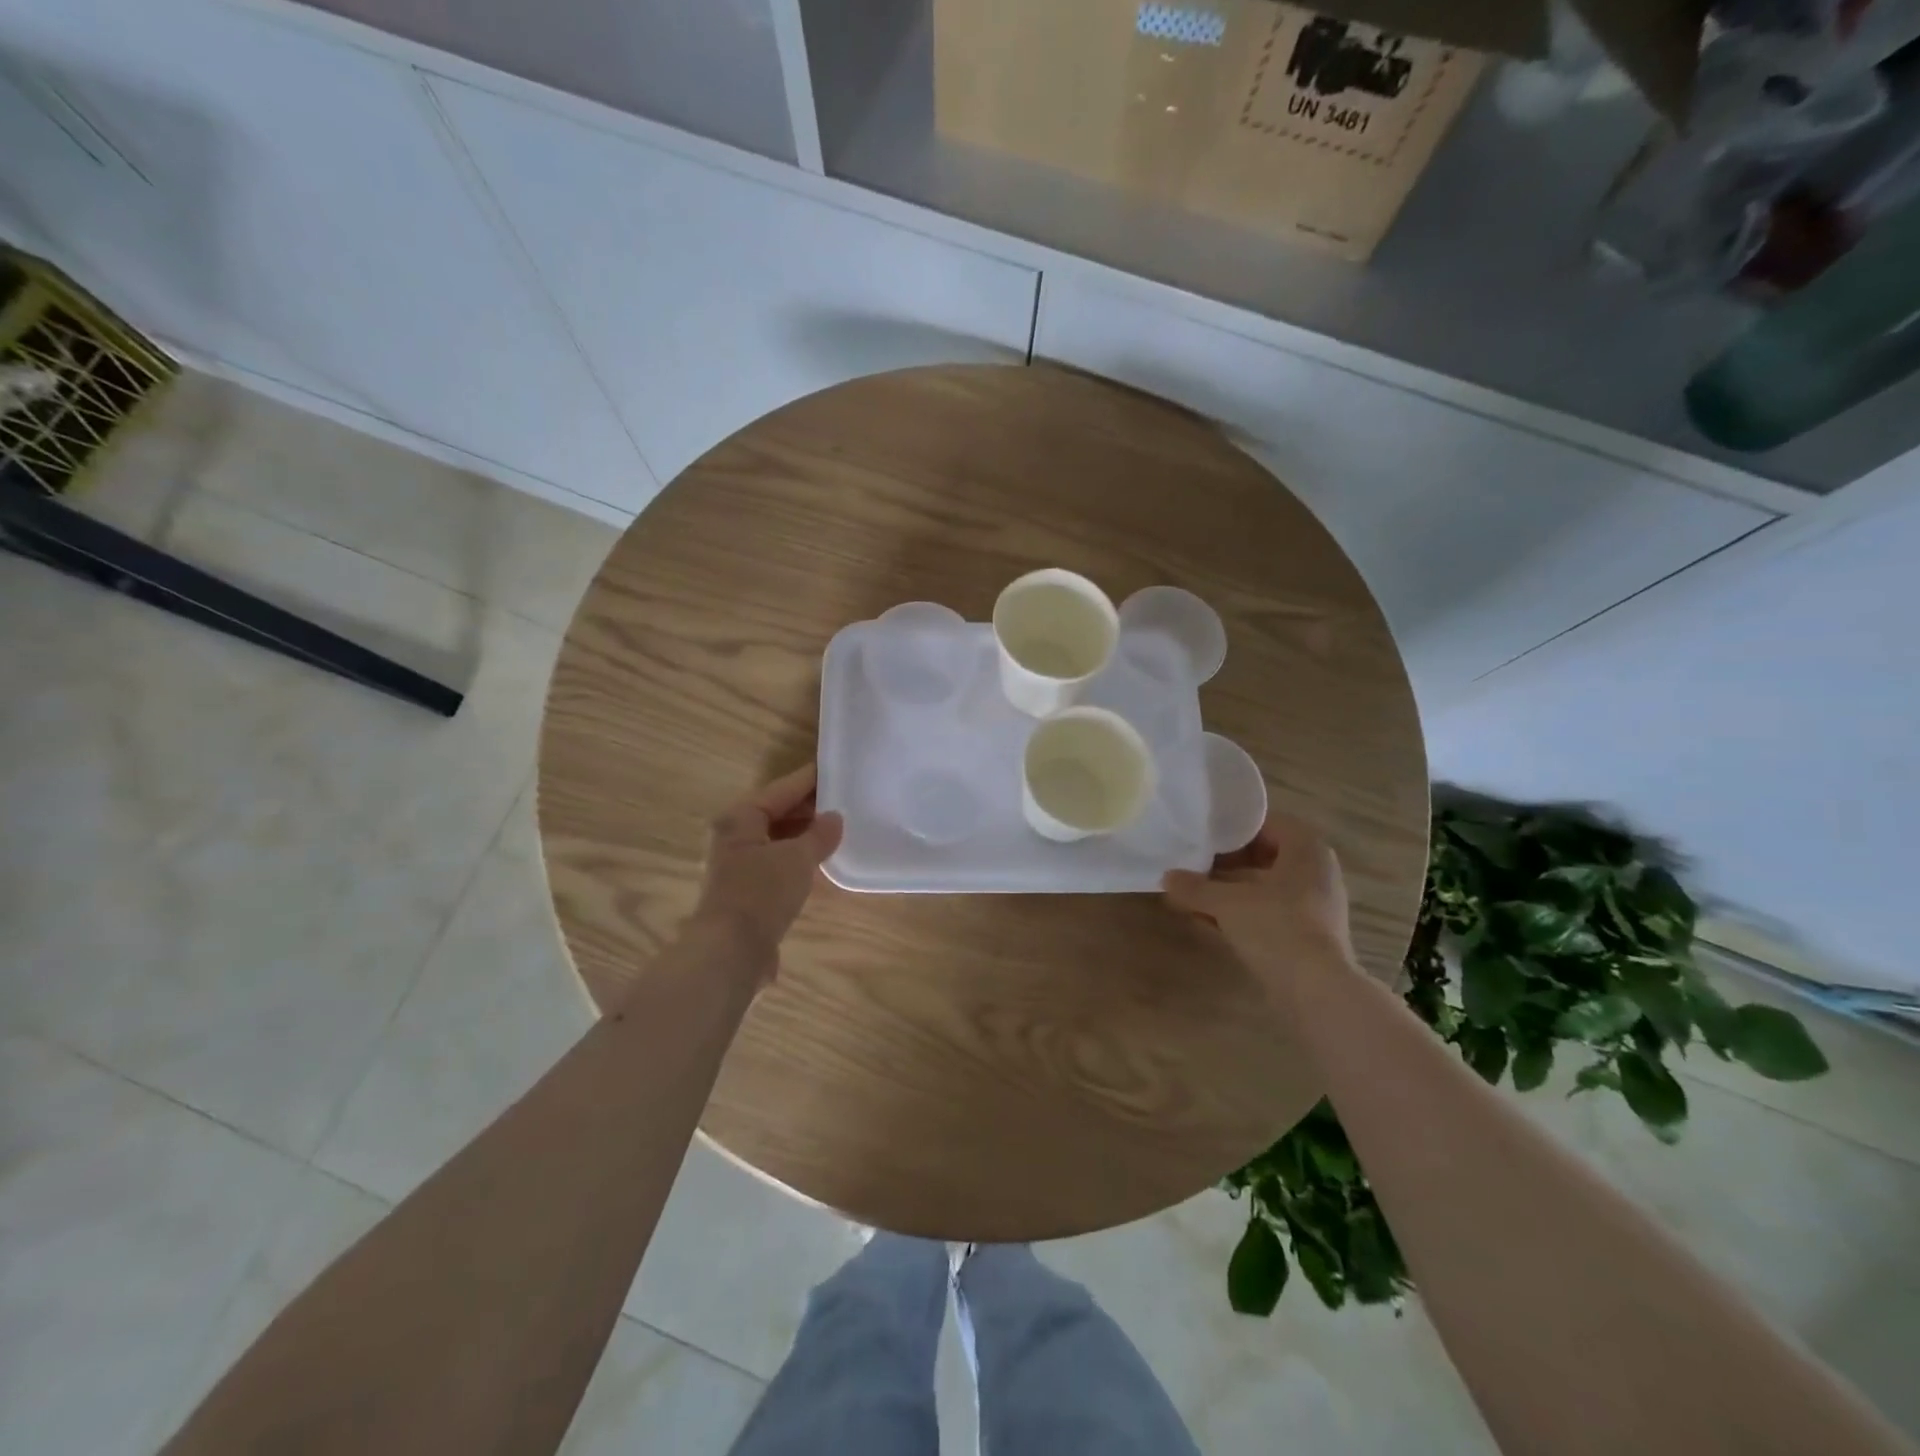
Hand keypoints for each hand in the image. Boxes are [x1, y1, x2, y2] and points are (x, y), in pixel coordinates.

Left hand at [693, 764, 843, 975]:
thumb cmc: (761, 893)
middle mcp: (734, 837)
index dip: (809, 779)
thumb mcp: (798, 858)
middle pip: (776, 812)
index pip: (781, 789)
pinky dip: (797, 857)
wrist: (731, 952)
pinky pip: (777, 862)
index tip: (836, 768)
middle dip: (808, 807)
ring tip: (837, 828)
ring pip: (777, 839)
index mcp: (740, 819)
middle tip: (844, 798)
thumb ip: (819, 835)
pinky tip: (820, 861)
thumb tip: (835, 818)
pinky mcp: (746, 891)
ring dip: (803, 834)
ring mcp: (738, 865)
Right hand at [1163, 812, 1354, 981]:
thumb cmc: (1276, 927)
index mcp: (1306, 848)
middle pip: (1263, 855)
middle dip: (1225, 862)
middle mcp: (1316, 870)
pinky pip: (1268, 911)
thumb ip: (1195, 887)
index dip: (1232, 828)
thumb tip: (1166, 877)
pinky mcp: (1307, 934)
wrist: (1316, 990)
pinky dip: (1241, 912)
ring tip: (1192, 894)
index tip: (1202, 836)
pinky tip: (1208, 921)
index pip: (1265, 823)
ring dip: (1229, 890)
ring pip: (1264, 886)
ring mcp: (1314, 904)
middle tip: (1192, 863)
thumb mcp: (1226, 902)